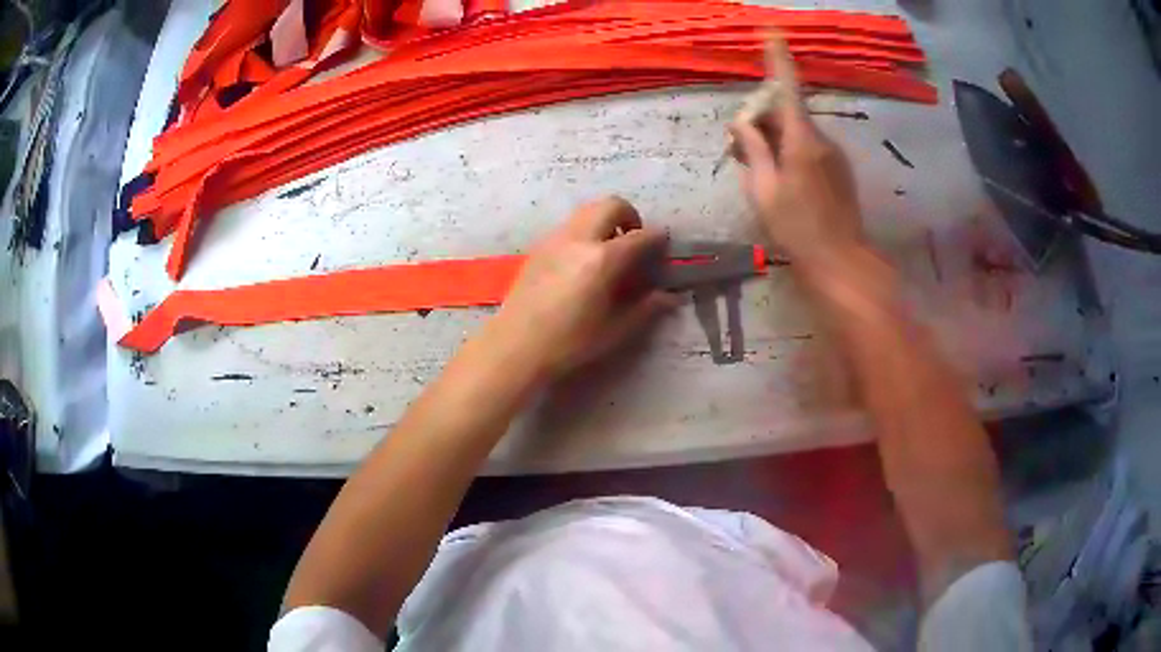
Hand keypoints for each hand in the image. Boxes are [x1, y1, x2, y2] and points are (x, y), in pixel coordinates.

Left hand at [489, 196, 677, 379]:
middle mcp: (579, 239)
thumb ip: (645, 309)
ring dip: (605, 220)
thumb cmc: (569, 343)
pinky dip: (585, 231)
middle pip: (611, 205)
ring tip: (609, 251)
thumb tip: (669, 297)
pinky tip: (582, 262)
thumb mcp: (614, 330)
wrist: (515, 346)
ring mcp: (555, 240)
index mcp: (602, 259)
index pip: (640, 236)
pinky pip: (569, 226)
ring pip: (587, 211)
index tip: (663, 245)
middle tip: (633, 240)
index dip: (657, 238)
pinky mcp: (539, 247)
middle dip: (629, 216)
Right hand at [730, 37, 863, 269]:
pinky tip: (781, 178)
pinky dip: (790, 150)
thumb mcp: (763, 190)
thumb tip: (742, 122)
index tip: (772, 31)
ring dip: (774, 138)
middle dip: (762, 118)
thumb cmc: (797, 228)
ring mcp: (834, 154)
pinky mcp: (840, 168)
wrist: (841, 261)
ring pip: (797, 130)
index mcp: (801, 140)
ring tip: (757, 168)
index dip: (779, 58)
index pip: (788, 88)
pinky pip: (810, 146)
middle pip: (787, 111)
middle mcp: (821, 139)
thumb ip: (752, 151)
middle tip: (738, 145)